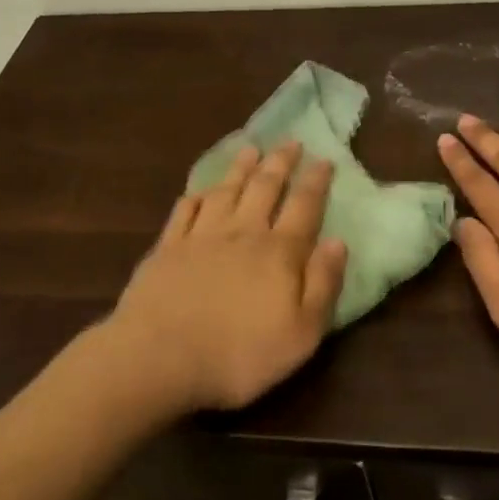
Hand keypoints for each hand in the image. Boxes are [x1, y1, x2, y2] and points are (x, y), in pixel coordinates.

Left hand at [107, 142, 346, 413]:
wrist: (159, 357)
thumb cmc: (240, 353)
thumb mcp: (301, 332)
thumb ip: (323, 284)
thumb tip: (339, 242)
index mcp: (279, 252)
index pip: (304, 206)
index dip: (316, 181)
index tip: (324, 159)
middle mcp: (242, 232)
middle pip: (265, 187)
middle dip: (281, 162)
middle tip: (291, 141)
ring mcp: (201, 237)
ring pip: (226, 191)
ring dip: (240, 168)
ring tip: (251, 149)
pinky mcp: (167, 248)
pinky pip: (184, 211)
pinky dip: (196, 196)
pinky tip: (199, 190)